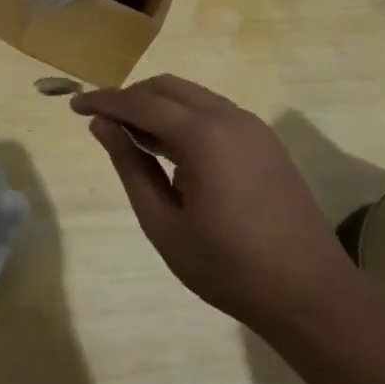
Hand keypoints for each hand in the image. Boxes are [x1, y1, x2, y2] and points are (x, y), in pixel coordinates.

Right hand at [71, 74, 357, 328]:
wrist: (310, 296)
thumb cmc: (227, 267)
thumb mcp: (162, 222)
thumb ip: (130, 166)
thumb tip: (102, 126)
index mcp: (203, 137)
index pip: (140, 102)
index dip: (104, 101)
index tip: (74, 106)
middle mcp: (230, 119)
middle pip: (167, 87)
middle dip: (130, 97)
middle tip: (103, 124)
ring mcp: (254, 129)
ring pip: (192, 97)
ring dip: (157, 106)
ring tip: (132, 138)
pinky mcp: (266, 143)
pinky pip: (214, 112)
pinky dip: (184, 118)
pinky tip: (170, 150)